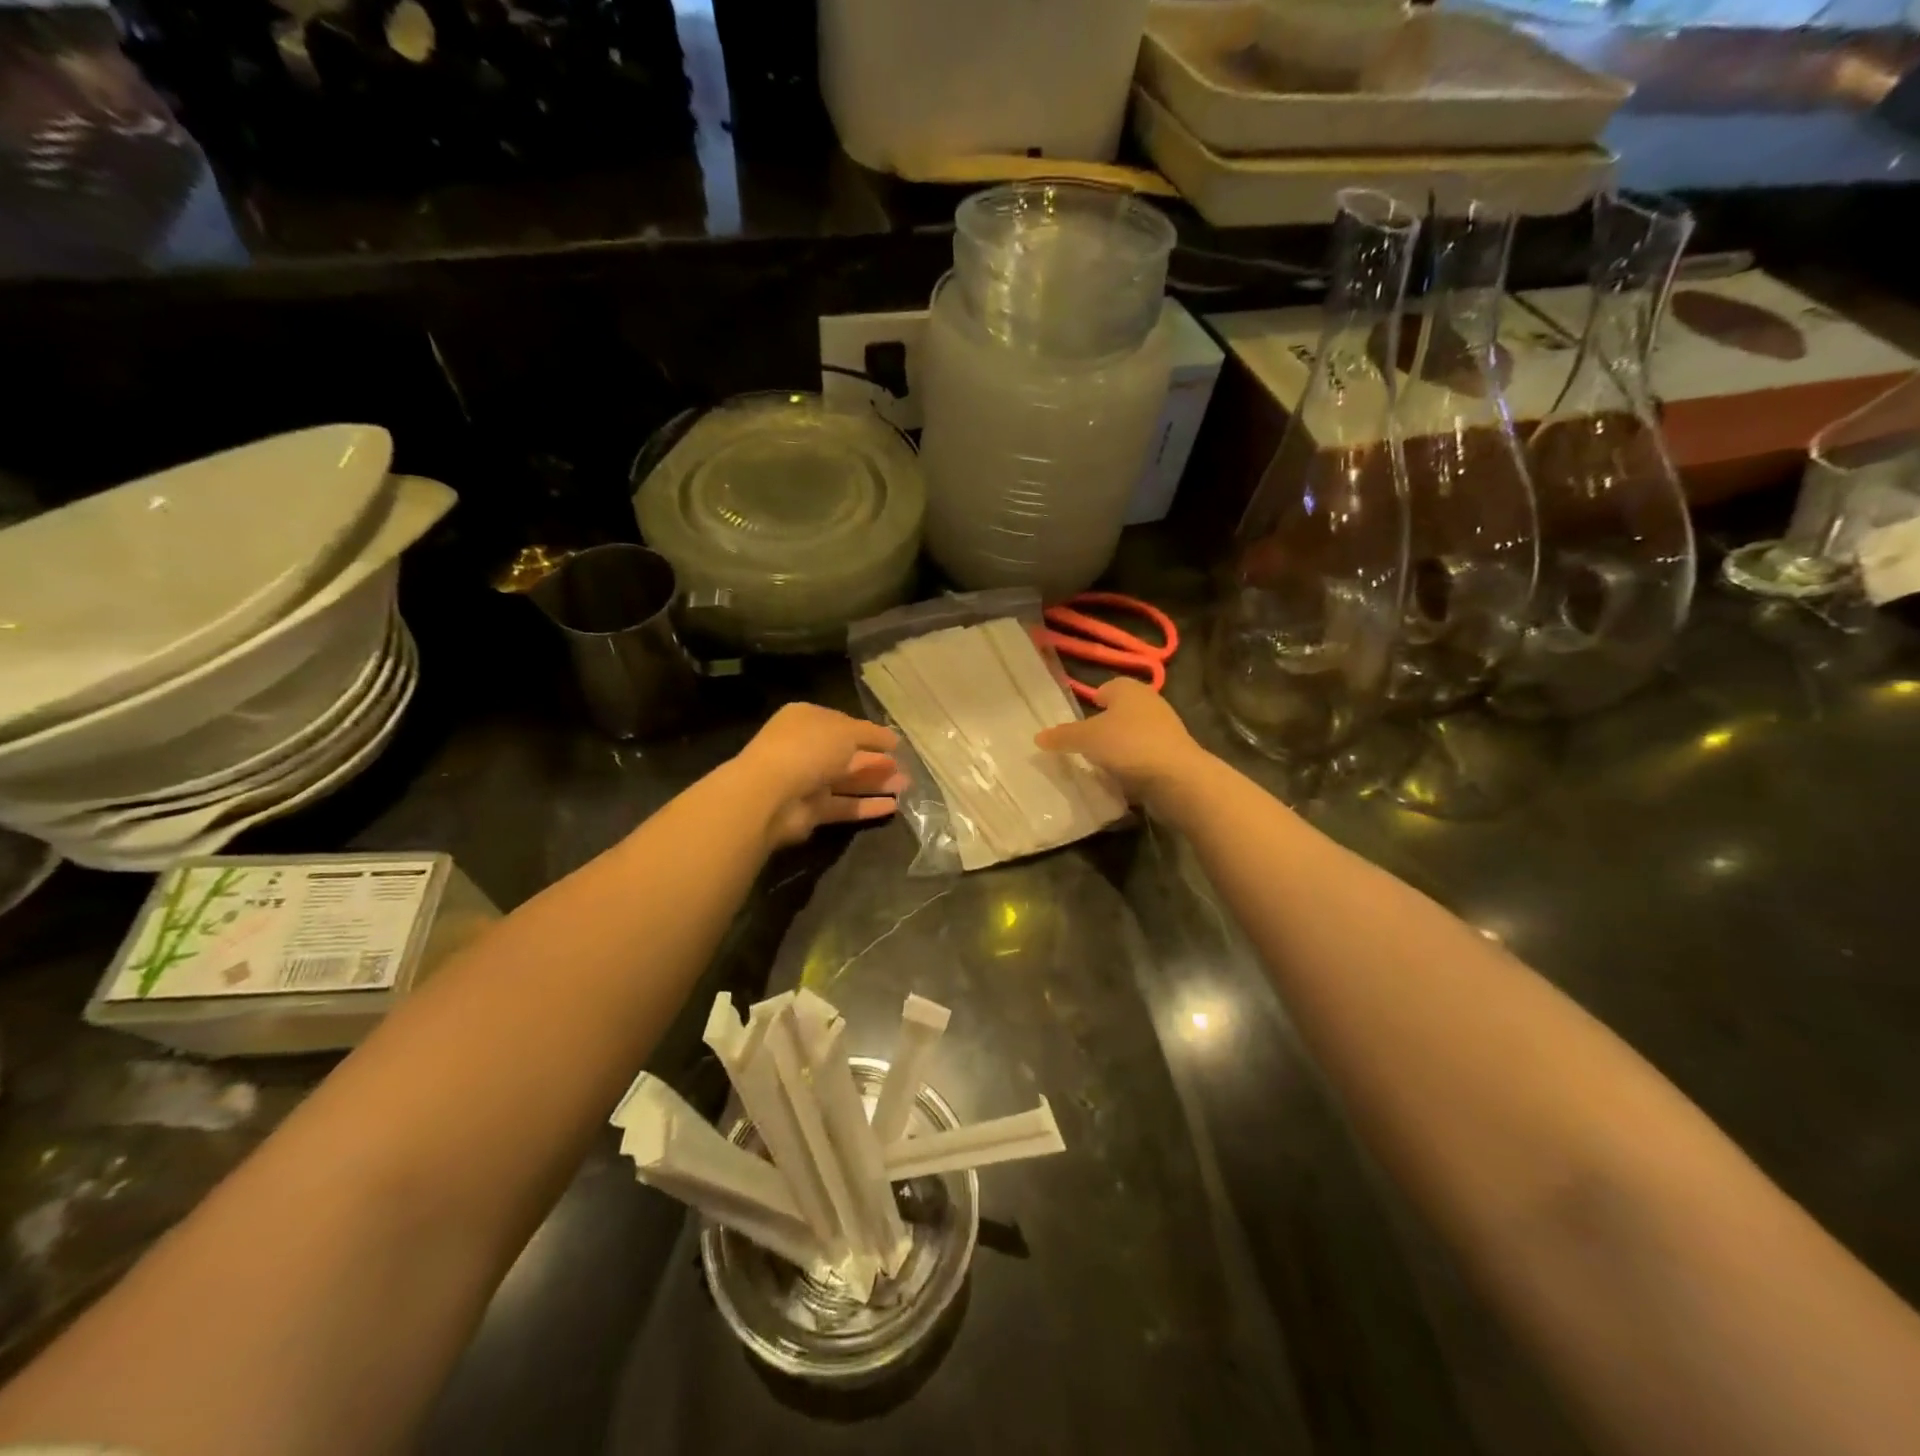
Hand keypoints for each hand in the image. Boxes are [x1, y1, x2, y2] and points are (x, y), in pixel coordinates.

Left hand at [733, 703, 906, 848]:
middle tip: (904, 768)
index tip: (895, 744)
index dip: (870, 734)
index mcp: (807, 720)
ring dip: (876, 783)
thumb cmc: (809, 748)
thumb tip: (893, 739)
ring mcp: (806, 781)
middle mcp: (805, 748)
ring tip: (906, 787)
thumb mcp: (846, 731)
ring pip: (847, 781)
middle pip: (847, 754)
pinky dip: (866, 806)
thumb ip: (872, 734)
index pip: (843, 725)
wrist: (770, 793)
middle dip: (877, 761)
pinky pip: (843, 806)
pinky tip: (893, 807)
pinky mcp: (810, 811)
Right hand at [1034, 678, 1208, 812]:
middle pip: (1118, 714)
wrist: (1177, 778)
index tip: (1076, 727)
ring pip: (1131, 736)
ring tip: (1098, 767)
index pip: (1105, 689)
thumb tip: (1038, 736)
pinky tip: (1119, 780)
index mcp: (1129, 688)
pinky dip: (1131, 766)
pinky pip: (1143, 757)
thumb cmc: (1128, 745)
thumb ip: (1062, 736)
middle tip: (1081, 748)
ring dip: (1117, 750)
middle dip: (1102, 729)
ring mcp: (1164, 730)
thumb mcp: (1086, 739)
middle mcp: (1149, 703)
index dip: (1089, 705)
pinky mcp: (1172, 755)